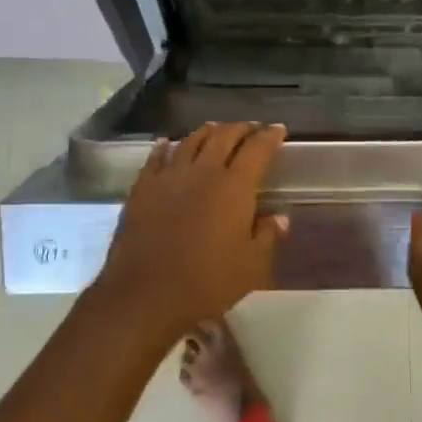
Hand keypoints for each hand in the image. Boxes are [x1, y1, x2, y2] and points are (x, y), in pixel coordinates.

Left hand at [92, 123, 288, 340]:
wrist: (145, 294)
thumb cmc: (207, 282)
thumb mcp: (251, 266)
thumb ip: (267, 236)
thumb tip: (278, 217)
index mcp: (234, 186)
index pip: (257, 149)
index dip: (270, 136)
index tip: (278, 130)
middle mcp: (203, 171)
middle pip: (224, 136)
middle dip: (241, 128)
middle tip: (251, 128)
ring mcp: (170, 176)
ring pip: (191, 141)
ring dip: (207, 132)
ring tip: (216, 129)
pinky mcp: (143, 188)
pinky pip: (156, 158)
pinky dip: (166, 147)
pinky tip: (167, 144)